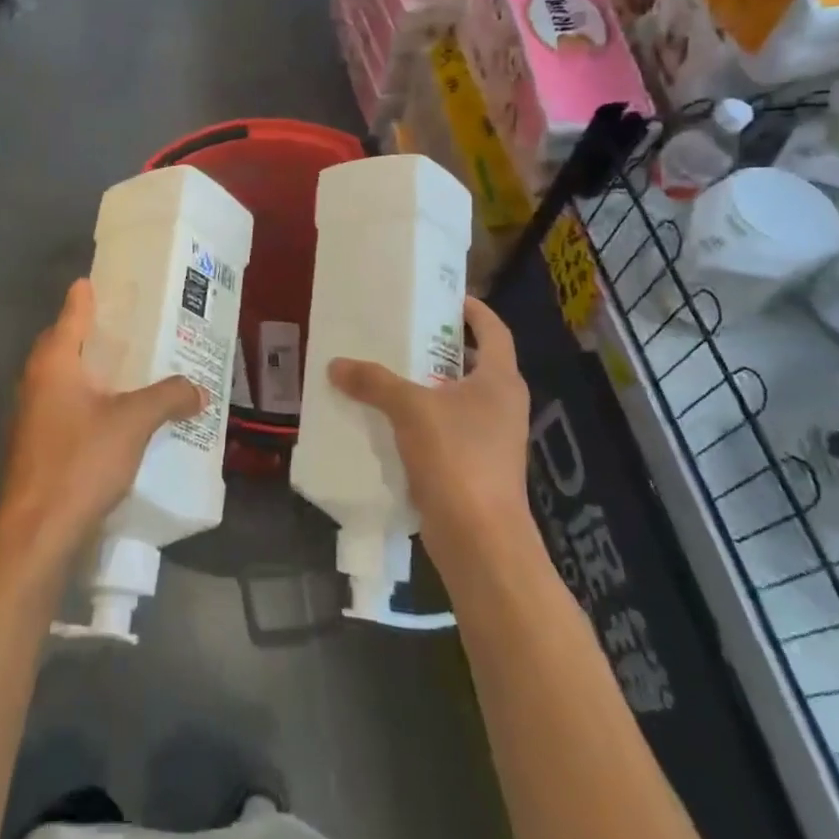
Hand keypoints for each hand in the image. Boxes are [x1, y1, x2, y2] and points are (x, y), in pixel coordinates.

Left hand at [0, 279, 205, 560]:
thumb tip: (198, 389)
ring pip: (64, 378)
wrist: (38, 533)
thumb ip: (168, 398)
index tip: (100, 279)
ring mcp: (32, 416)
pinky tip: (116, 414)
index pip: (71, 313)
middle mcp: (37, 382)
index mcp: (55, 363)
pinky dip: (89, 400)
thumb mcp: (134, 423)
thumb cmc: (81, 462)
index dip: (86, 295)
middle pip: (63, 343)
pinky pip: (66, 407)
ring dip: (91, 369)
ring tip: (130, 367)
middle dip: (92, 332)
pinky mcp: (37, 446)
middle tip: (128, 324)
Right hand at [328, 296, 532, 561]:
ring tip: (386, 373)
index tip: (445, 298)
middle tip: (402, 333)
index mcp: (500, 380)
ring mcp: (492, 439)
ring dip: (426, 387)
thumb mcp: (410, 409)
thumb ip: (374, 382)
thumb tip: (335, 364)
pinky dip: (422, 421)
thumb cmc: (457, 457)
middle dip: (439, 349)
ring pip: (457, 400)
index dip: (473, 310)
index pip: (493, 330)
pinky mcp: (476, 468)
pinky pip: (446, 431)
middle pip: (473, 364)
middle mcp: (502, 405)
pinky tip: (388, 421)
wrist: (480, 540)